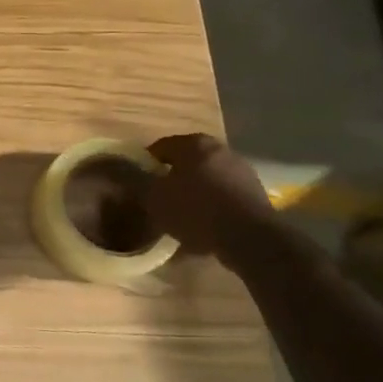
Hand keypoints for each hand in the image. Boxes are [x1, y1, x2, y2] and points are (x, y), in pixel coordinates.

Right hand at [144, 133, 276, 262]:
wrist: (249, 237)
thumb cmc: (194, 210)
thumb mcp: (154, 198)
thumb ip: (138, 183)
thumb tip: (126, 175)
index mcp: (193, 144)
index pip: (160, 147)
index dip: (145, 163)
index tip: (137, 180)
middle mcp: (220, 149)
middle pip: (187, 161)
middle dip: (172, 176)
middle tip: (158, 195)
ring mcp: (242, 170)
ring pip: (207, 177)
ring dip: (194, 190)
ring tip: (180, 212)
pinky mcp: (256, 193)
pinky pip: (224, 194)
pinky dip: (212, 204)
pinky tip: (203, 223)